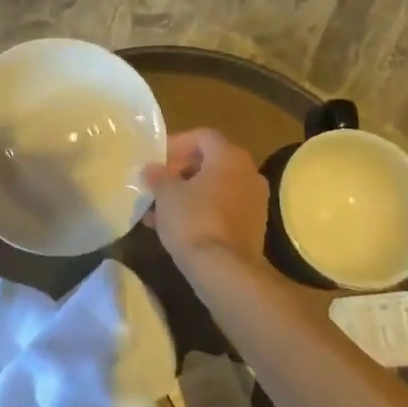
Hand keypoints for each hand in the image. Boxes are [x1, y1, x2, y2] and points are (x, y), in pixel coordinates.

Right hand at [143, 129, 270, 272]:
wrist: (225, 270)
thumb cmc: (193, 221)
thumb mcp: (166, 195)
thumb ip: (158, 176)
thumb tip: (152, 169)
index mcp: (229, 156)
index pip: (203, 136)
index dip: (177, 144)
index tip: (157, 160)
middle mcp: (248, 172)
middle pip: (211, 161)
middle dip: (181, 171)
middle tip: (157, 184)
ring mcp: (254, 200)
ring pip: (216, 187)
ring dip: (189, 193)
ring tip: (159, 210)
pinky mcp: (253, 226)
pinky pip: (223, 208)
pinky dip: (202, 210)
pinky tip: (176, 228)